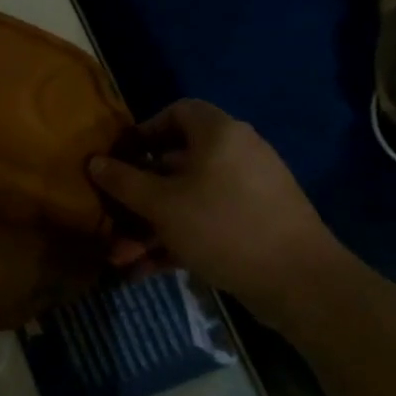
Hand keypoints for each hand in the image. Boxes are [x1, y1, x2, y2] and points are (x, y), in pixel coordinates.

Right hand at [88, 99, 343, 332]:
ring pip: (188, 200)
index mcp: (218, 134)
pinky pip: (207, 223)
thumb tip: (94, 161)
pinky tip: (147, 271)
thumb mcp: (161, 204)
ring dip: (151, 227)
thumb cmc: (223, 226)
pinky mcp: (255, 225)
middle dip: (138, 196)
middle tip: (112, 217)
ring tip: (122, 258)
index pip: (178, 112)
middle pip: (176, 164)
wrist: (302, 282)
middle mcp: (236, 154)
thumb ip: (123, 181)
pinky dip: (178, 241)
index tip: (121, 157)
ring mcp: (248, 192)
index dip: (145, 130)